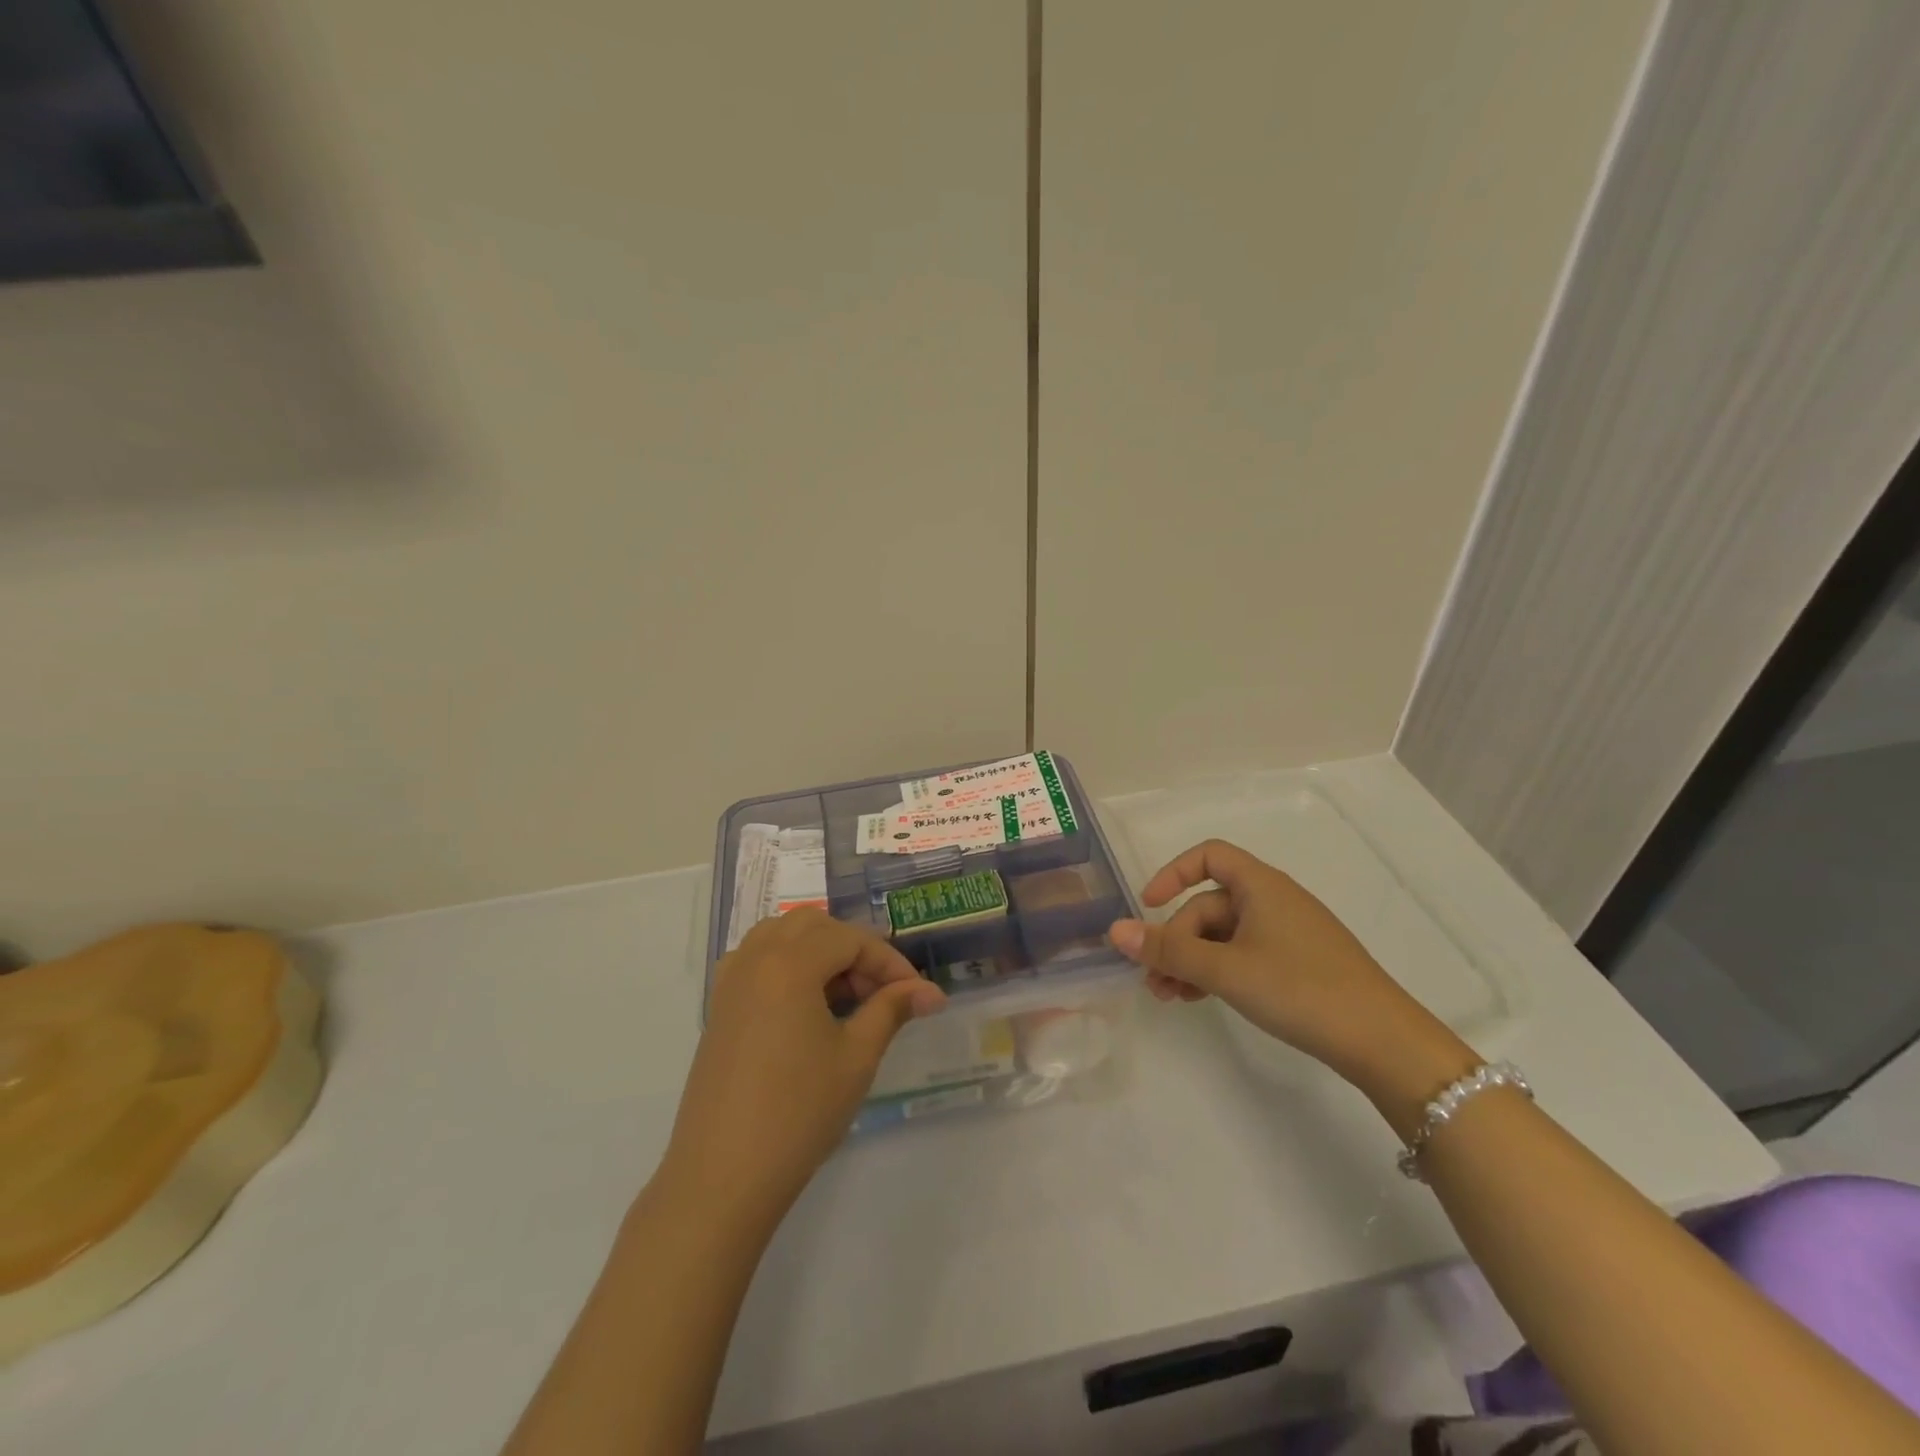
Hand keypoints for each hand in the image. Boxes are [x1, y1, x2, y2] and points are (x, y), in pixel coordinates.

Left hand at [657, 909, 944, 1232]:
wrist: (723, 1176)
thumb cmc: (799, 1112)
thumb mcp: (856, 1057)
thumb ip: (892, 1009)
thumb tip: (931, 991)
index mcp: (790, 963)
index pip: (851, 940)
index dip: (889, 962)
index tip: (917, 994)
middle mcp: (756, 958)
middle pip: (815, 926)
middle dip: (853, 950)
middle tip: (879, 994)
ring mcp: (731, 981)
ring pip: (781, 935)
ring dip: (819, 951)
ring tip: (844, 995)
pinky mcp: (719, 1007)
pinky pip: (757, 959)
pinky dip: (787, 963)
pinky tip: (804, 1004)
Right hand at [1107, 839, 1474, 1101]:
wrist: (1383, 1042)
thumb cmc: (1299, 989)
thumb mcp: (1225, 969)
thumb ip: (1168, 949)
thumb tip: (1115, 930)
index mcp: (1260, 885)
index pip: (1208, 856)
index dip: (1173, 873)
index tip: (1147, 905)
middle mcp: (1274, 900)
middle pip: (1209, 905)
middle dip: (1176, 939)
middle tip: (1154, 980)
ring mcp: (1289, 933)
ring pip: (1224, 935)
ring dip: (1192, 960)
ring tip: (1169, 997)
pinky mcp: (1299, 964)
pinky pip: (1245, 955)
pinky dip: (1218, 971)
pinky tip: (1201, 1000)